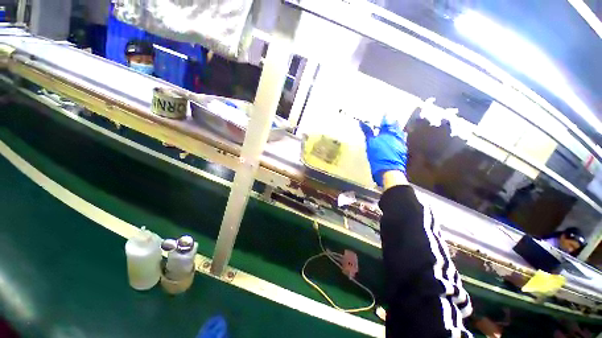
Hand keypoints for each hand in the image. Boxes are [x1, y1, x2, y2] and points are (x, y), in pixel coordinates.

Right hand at [360, 117, 407, 186]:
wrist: (389, 171)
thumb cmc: (378, 156)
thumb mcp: (370, 143)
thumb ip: (368, 132)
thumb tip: (362, 122)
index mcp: (388, 132)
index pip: (386, 121)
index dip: (384, 116)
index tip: (383, 111)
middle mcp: (397, 135)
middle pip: (395, 125)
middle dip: (391, 121)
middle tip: (388, 118)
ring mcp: (401, 143)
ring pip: (400, 132)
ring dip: (396, 129)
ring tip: (393, 126)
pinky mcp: (403, 150)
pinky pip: (402, 140)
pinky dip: (399, 137)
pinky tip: (397, 138)